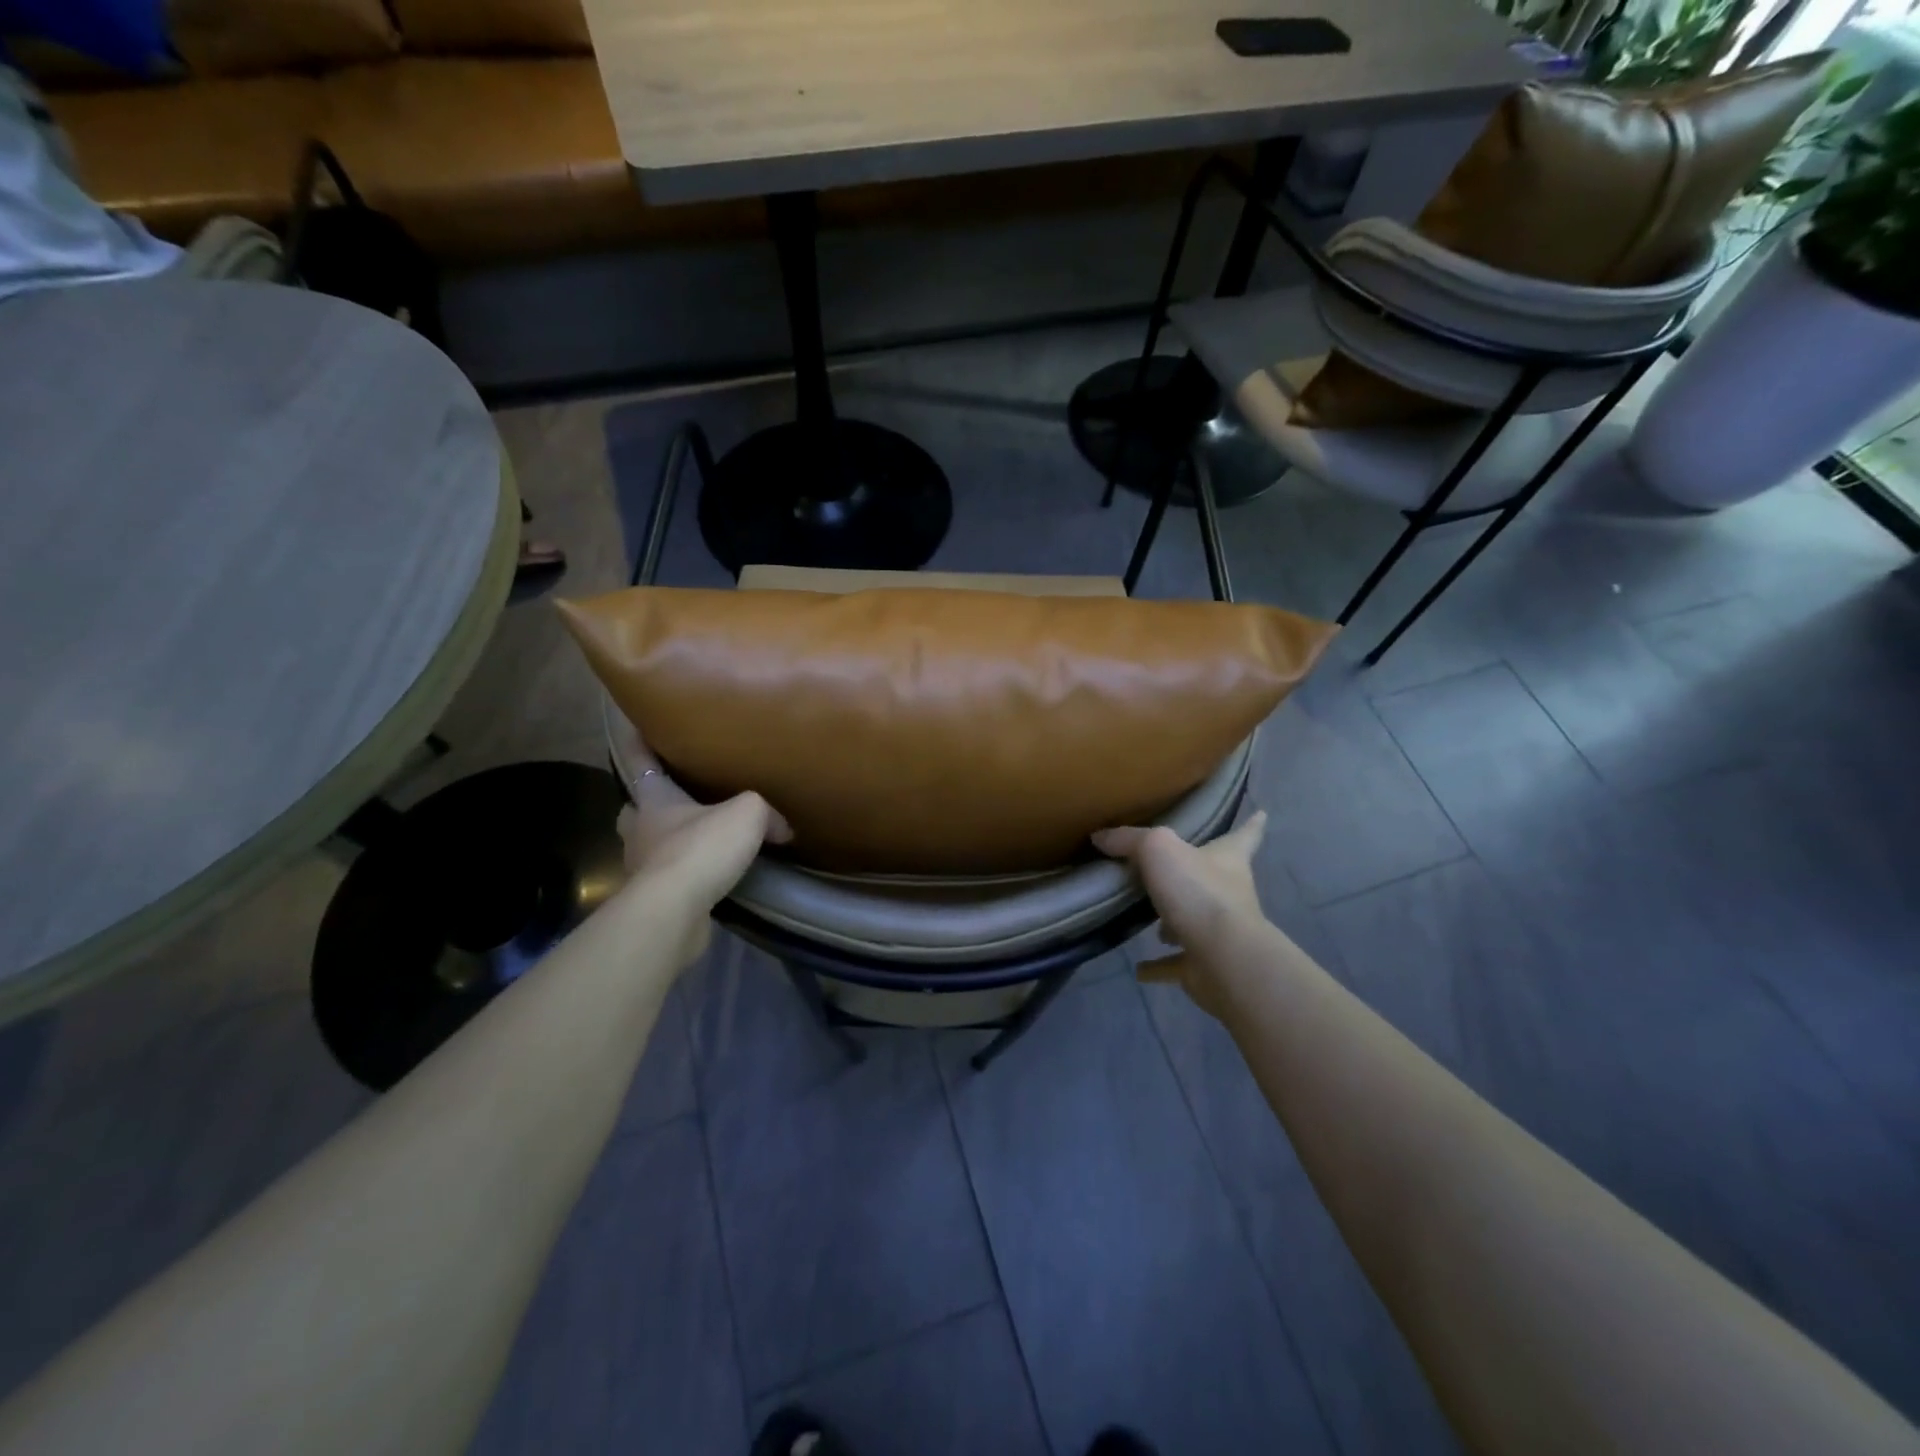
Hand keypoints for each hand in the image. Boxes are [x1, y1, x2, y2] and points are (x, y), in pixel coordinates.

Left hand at [610, 714, 791, 961]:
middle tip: (674, 800)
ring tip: (699, 841)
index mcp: (654, 799)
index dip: (637, 740)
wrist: (675, 911)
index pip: (638, 759)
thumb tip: (781, 828)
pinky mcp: (653, 900)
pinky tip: (709, 877)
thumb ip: (765, 812)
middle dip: (649, 804)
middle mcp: (640, 830)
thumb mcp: (748, 813)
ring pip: (649, 846)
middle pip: (636, 809)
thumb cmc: (701, 848)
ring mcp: (642, 868)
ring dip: (667, 842)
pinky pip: (669, 879)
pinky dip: (685, 876)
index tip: (631, 723)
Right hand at [1094, 812, 1267, 1017]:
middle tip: (1172, 870)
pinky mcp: (1204, 966)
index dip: (1251, 824)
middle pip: (1214, 879)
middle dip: (1196, 875)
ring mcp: (1218, 934)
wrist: (1224, 958)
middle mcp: (1229, 894)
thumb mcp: (1158, 849)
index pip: (1244, 836)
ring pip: (1194, 922)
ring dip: (1175, 923)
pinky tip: (1140, 969)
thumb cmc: (1199, 892)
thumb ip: (1129, 839)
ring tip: (1150, 921)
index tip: (1262, 813)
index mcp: (1227, 860)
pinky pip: (1176, 965)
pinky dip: (1159, 967)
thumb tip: (1100, 836)